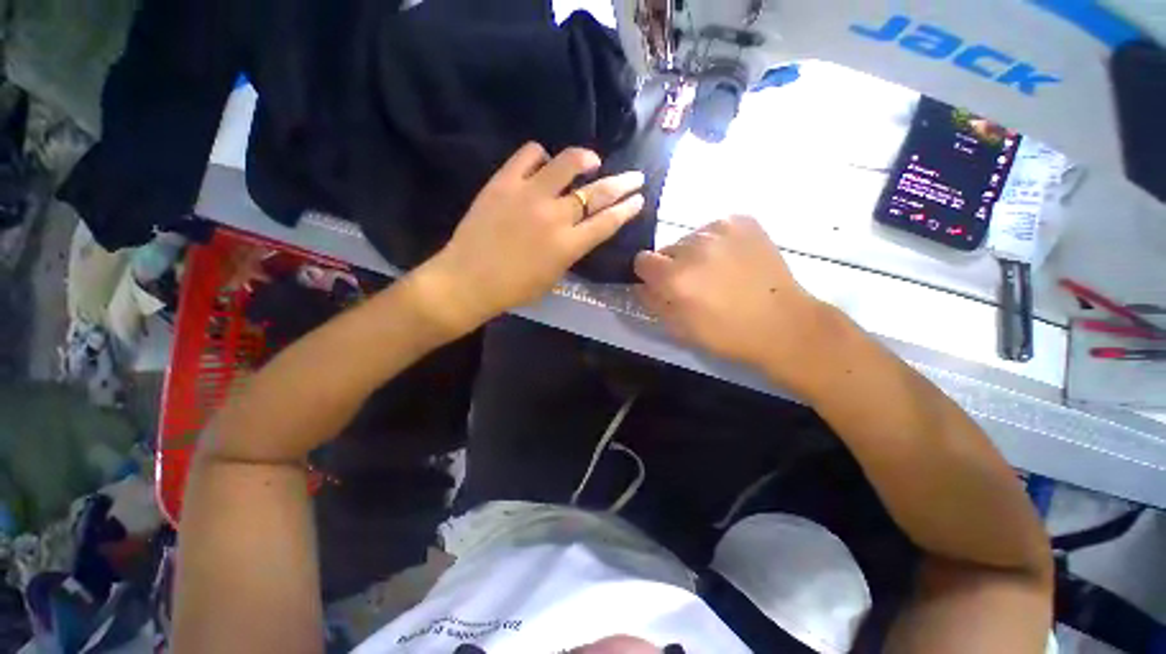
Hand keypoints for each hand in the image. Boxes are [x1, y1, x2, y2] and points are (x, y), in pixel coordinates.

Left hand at [422, 142, 644, 330]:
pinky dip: (541, 156)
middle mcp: (556, 216)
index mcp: (569, 245)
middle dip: (623, 183)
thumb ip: (570, 251)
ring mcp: (530, 195)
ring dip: (585, 159)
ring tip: (591, 160)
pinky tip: (543, 164)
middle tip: (635, 176)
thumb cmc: (514, 289)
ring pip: (567, 162)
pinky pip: (529, 155)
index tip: (639, 199)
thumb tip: (578, 231)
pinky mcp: (504, 182)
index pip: (607, 222)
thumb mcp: (553, 277)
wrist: (468, 279)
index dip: (627, 209)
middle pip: (597, 192)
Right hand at [633, 216, 841, 395]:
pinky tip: (734, 260)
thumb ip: (652, 302)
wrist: (783, 323)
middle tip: (696, 284)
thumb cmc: (727, 334)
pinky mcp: (742, 220)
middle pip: (667, 249)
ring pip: (690, 238)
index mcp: (675, 277)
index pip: (642, 261)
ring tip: (719, 272)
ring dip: (695, 254)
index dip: (650, 275)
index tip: (663, 286)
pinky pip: (714, 229)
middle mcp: (693, 247)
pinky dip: (717, 242)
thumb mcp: (679, 328)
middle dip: (673, 265)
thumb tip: (640, 285)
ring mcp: (720, 229)